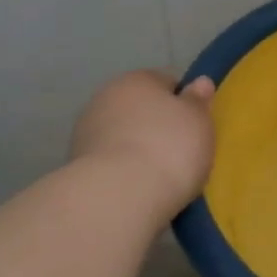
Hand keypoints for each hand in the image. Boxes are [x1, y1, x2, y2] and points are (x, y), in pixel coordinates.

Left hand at [71, 71, 216, 219]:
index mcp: (138, 79)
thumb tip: (200, 82)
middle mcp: (106, 96)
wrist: (118, 196)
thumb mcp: (199, 121)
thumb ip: (198, 100)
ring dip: (137, 147)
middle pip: (141, 108)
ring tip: (159, 176)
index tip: (196, 126)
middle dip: (157, 125)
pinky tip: (138, 188)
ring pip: (123, 135)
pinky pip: (111, 160)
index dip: (184, 103)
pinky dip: (123, 169)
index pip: (167, 81)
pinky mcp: (76, 164)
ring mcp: (86, 131)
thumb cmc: (169, 148)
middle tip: (181, 152)